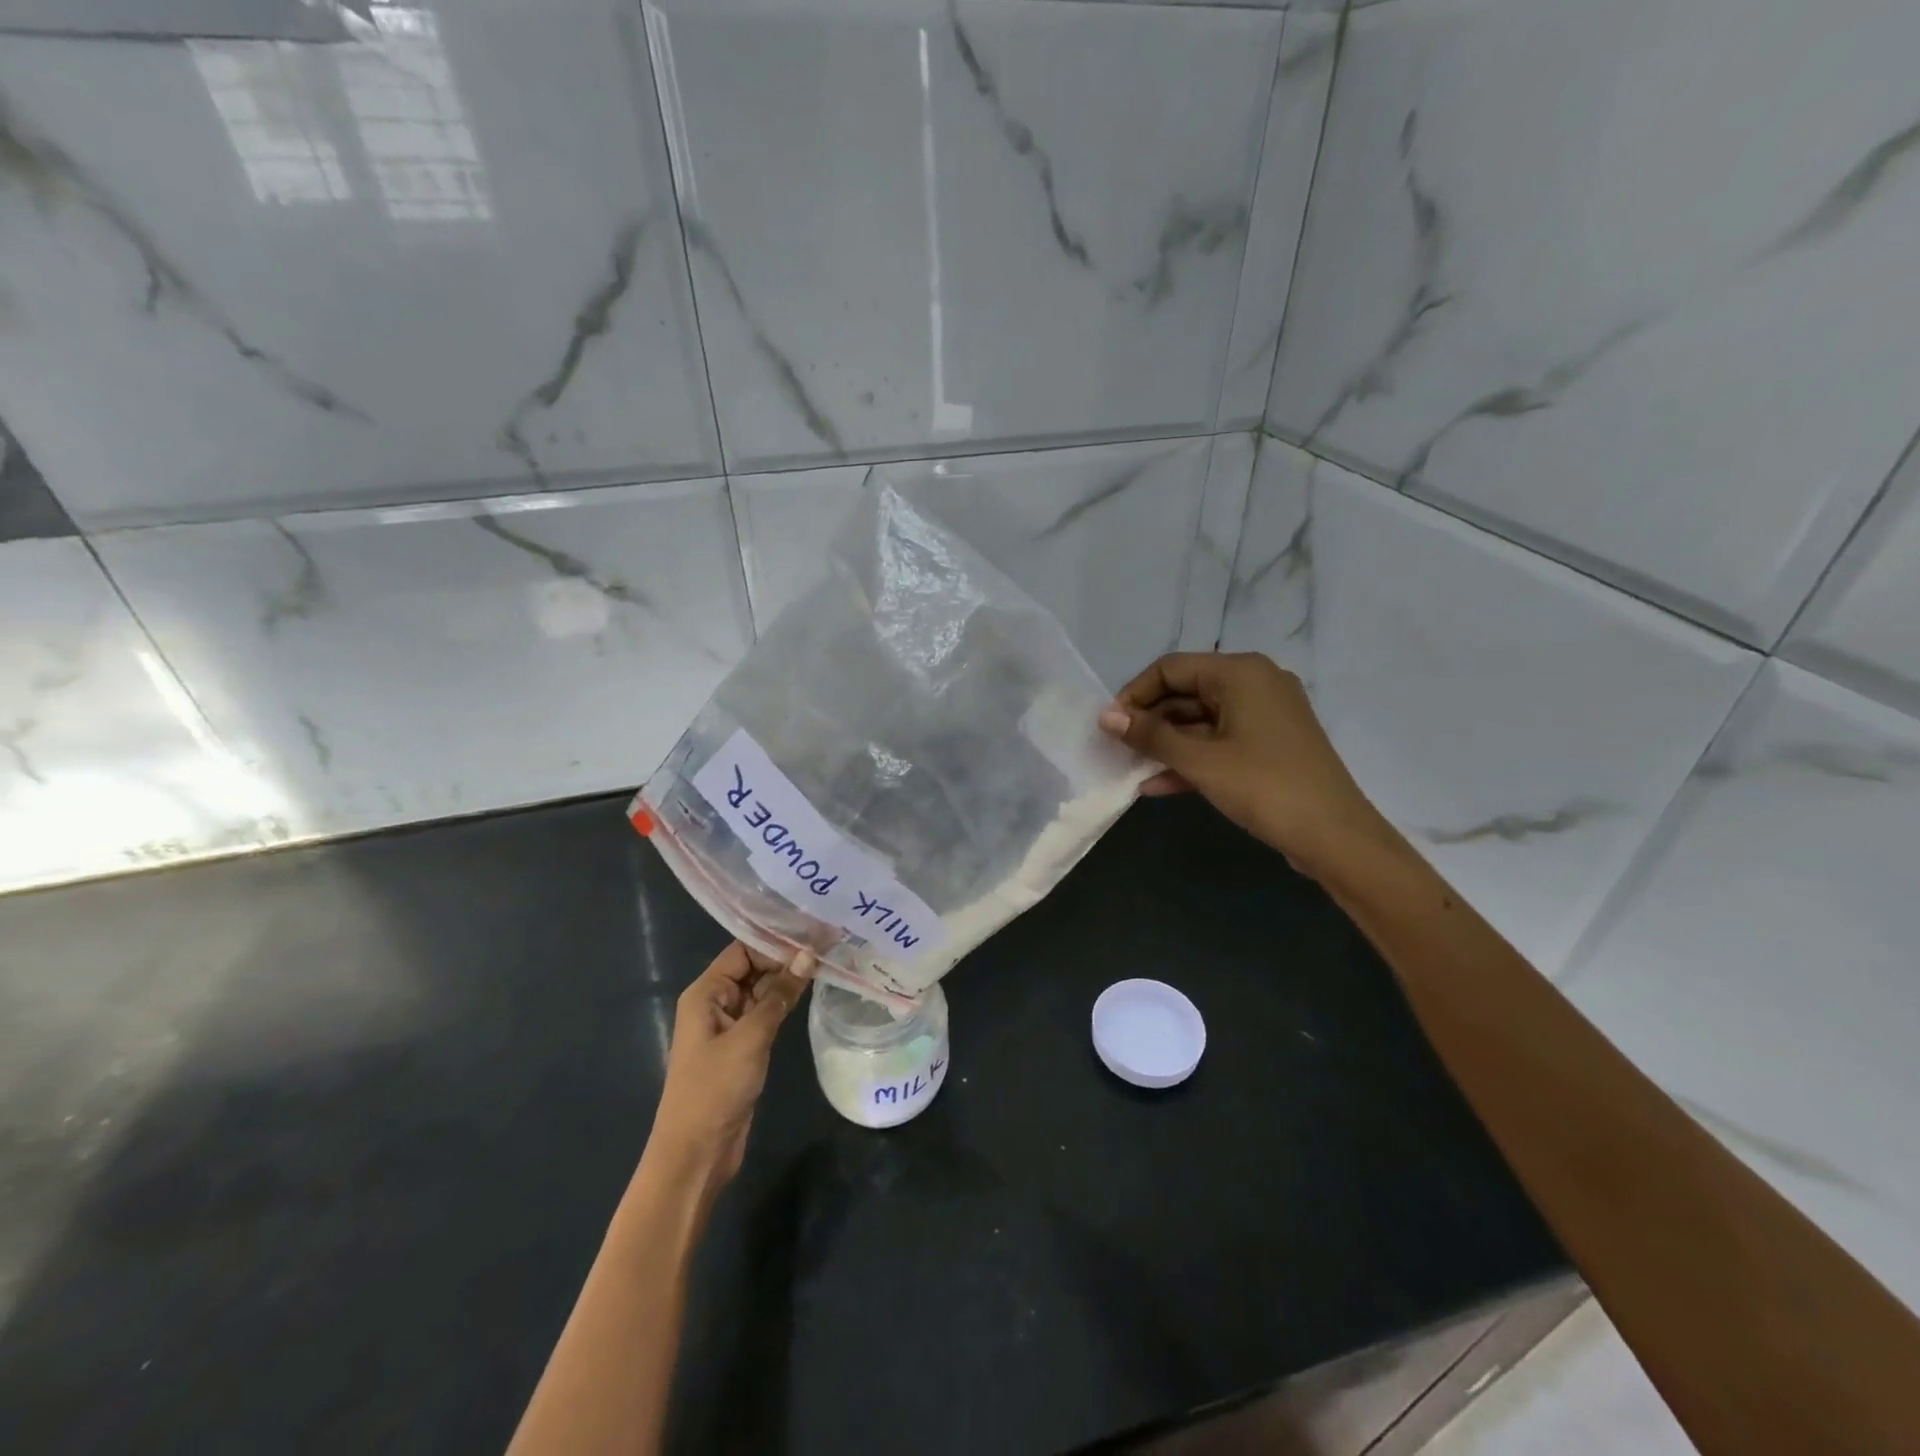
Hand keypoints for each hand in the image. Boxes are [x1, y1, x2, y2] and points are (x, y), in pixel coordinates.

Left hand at [648, 943, 815, 1194]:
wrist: (696, 1153)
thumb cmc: (715, 1088)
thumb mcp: (750, 1037)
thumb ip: (779, 994)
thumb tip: (808, 955)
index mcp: (706, 993)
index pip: (742, 950)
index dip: (775, 940)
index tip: (813, 932)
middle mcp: (715, 1002)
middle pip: (753, 967)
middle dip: (786, 957)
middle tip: (828, 943)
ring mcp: (729, 1026)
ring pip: (762, 991)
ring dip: (789, 979)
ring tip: (828, 959)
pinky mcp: (742, 1046)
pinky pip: (765, 1013)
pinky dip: (786, 1003)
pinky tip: (812, 991)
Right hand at [1098, 651, 1390, 875]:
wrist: (1335, 837)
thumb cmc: (1264, 787)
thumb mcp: (1200, 761)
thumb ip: (1150, 735)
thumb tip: (1106, 716)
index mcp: (1241, 673)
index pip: (1171, 668)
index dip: (1135, 694)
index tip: (1109, 726)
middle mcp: (1255, 683)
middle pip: (1186, 692)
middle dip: (1150, 721)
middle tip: (1117, 749)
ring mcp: (1265, 715)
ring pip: (1201, 720)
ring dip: (1167, 744)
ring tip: (1131, 768)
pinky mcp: (1269, 744)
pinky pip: (1220, 741)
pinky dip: (1191, 759)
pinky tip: (1158, 785)